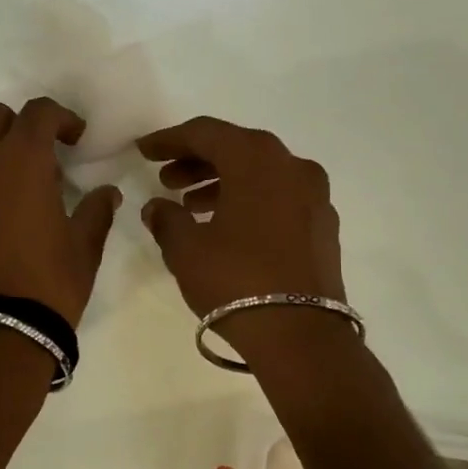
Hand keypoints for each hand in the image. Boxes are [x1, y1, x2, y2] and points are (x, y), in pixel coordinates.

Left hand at [0, 99, 120, 325]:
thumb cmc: (47, 284)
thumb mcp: (84, 248)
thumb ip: (96, 211)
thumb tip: (106, 193)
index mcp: (20, 161)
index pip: (38, 112)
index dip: (61, 118)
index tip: (76, 140)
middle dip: (19, 127)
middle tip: (41, 160)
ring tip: (15, 203)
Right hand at [136, 117, 344, 316]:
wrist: (301, 335)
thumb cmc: (236, 281)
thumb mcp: (187, 250)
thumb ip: (166, 219)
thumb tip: (157, 207)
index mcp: (257, 159)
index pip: (206, 133)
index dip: (170, 140)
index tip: (144, 151)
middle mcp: (292, 166)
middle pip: (236, 149)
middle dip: (197, 161)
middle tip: (165, 180)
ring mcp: (314, 195)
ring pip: (260, 174)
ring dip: (222, 182)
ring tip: (190, 206)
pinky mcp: (323, 224)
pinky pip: (279, 196)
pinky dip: (250, 200)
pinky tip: (226, 225)